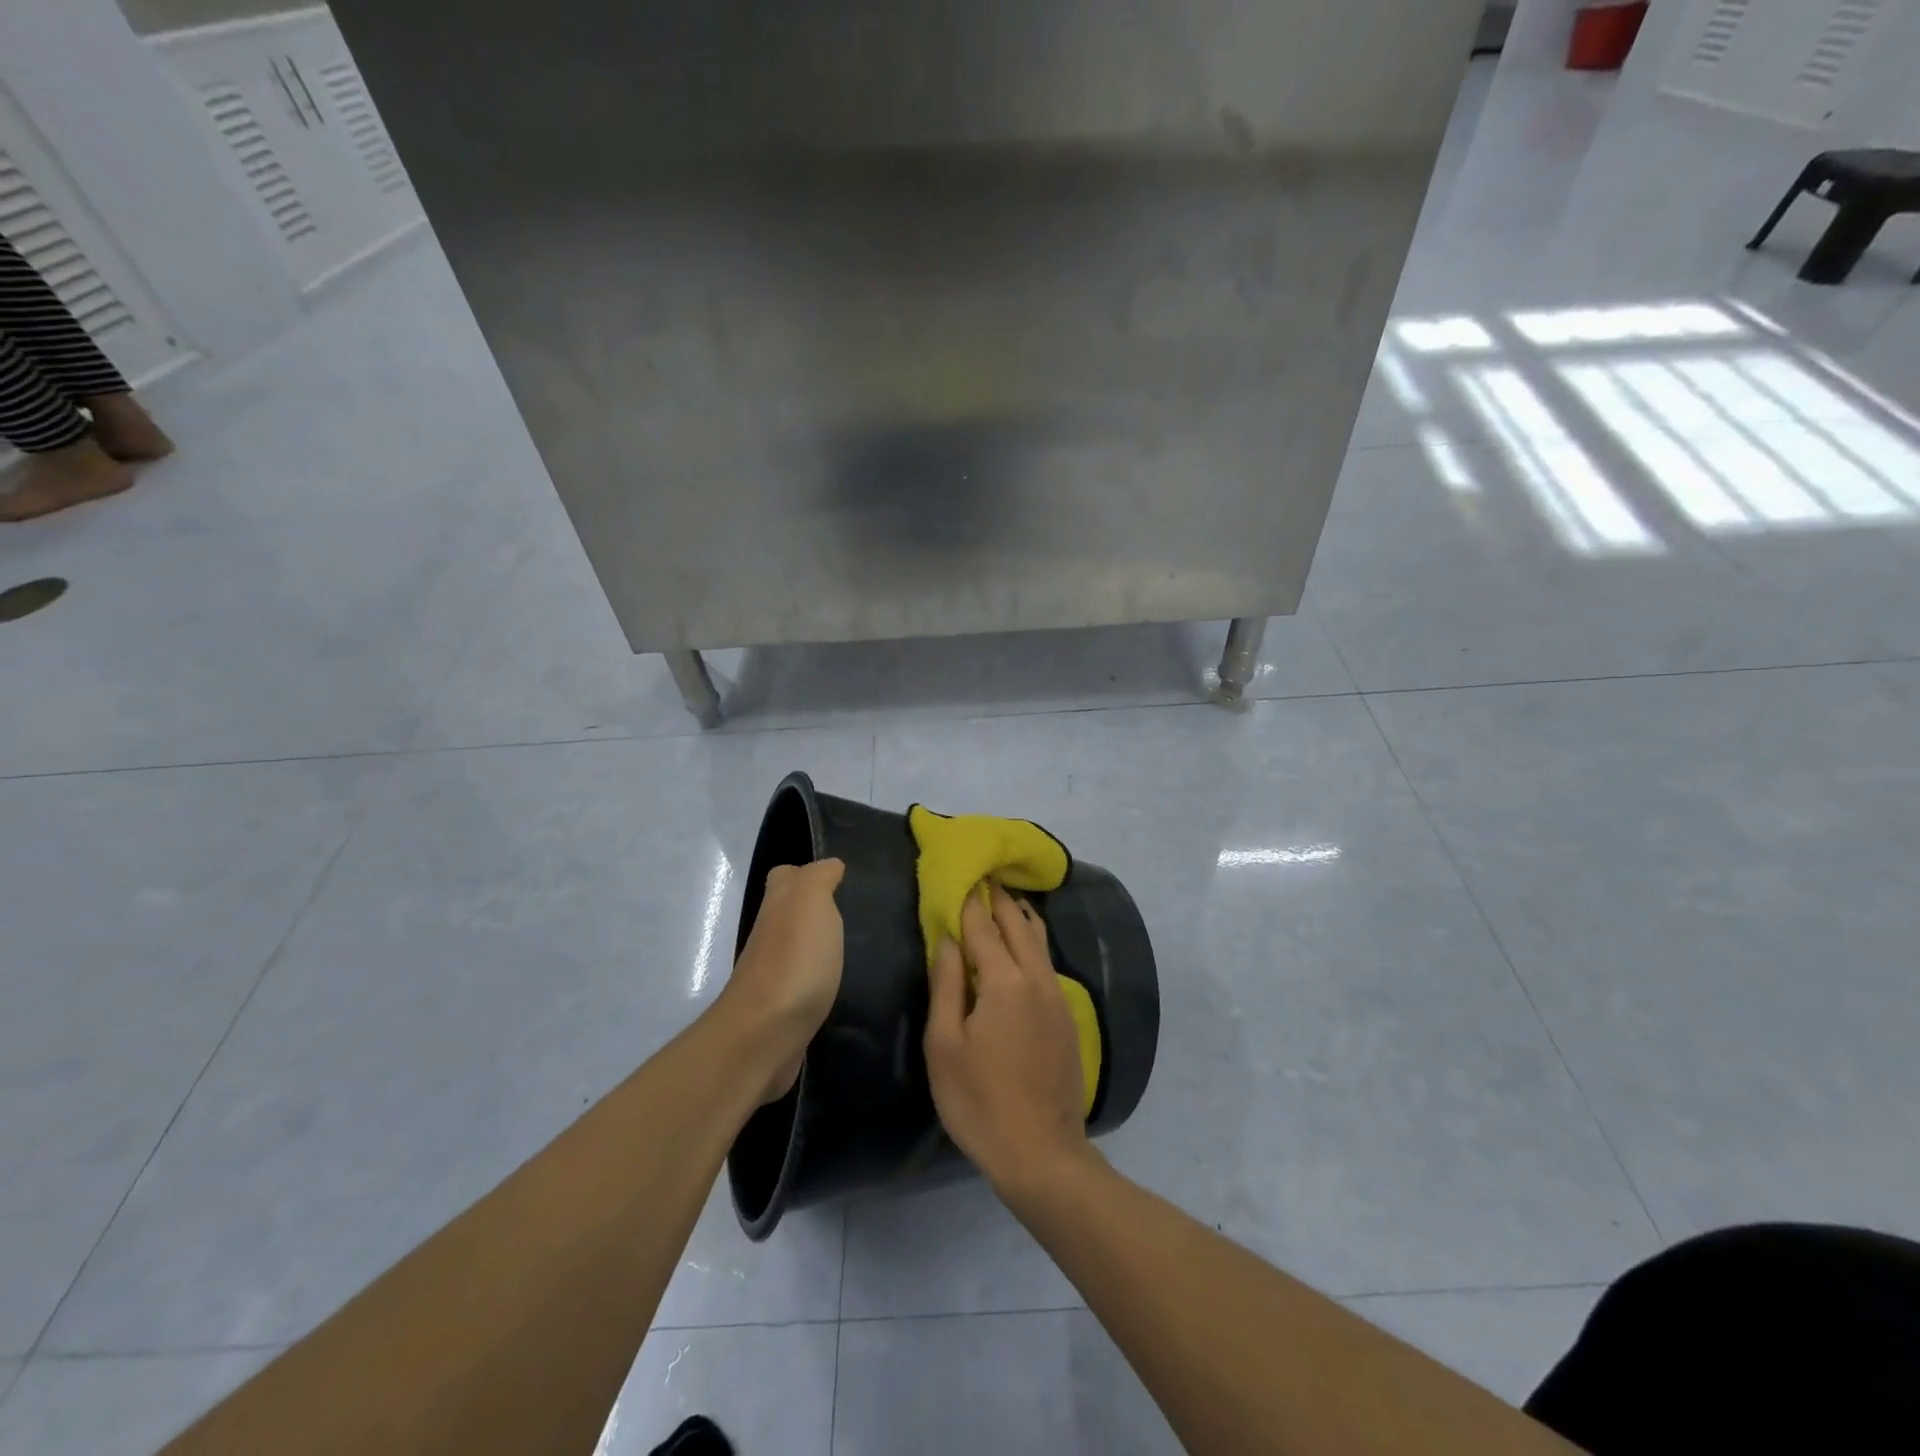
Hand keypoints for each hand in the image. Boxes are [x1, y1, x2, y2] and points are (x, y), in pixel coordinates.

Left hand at [717, 859, 844, 1104]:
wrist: (764, 1036)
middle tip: (854, 914)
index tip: (839, 880)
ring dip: (818, 948)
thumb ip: (818, 878)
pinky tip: (840, 986)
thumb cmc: (794, 961)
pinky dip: (817, 982)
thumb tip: (830, 866)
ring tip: (855, 949)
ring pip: (795, 949)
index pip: (786, 877)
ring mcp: (772, 976)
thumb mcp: (810, 902)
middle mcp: (769, 936)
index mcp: (777, 906)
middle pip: (789, 913)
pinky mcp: (782, 1011)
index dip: (807, 874)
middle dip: (815, 911)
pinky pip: (802, 985)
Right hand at [925, 884, 1092, 1196]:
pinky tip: (1024, 945)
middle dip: (999, 898)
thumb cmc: (979, 1100)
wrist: (1041, 1152)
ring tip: (1007, 898)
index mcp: (1004, 981)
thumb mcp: (945, 1045)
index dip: (968, 900)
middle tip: (984, 876)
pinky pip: (1047, 962)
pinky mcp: (1066, 1016)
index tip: (961, 874)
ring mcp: (1057, 996)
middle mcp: (1036, 978)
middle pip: (1017, 924)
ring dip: (1021, 915)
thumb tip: (947, 940)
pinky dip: (1032, 941)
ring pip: (1039, 940)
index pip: (982, 926)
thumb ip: (946, 985)